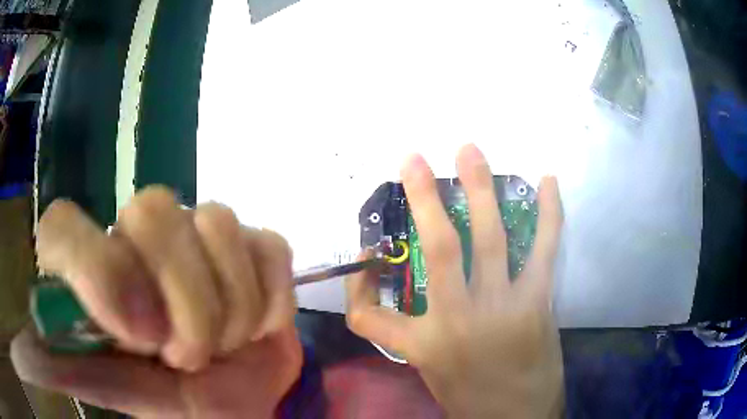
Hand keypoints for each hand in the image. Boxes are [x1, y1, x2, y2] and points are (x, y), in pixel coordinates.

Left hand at [11, 187, 301, 417]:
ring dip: (228, 312)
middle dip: (183, 305)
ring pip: (217, 226)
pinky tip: (255, 328)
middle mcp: (136, 233)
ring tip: (223, 347)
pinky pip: (269, 249)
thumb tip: (29, 353)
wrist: (237, 401)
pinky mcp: (256, 245)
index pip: (63, 225)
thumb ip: (71, 368)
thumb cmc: (175, 404)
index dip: (95, 272)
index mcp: (93, 267)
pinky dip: (268, 302)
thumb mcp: (123, 392)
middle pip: (152, 210)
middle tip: (184, 356)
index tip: (135, 336)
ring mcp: (200, 229)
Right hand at [346, 144, 564, 417]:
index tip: (362, 263)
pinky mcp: (538, 300)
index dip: (356, 290)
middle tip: (414, 158)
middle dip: (423, 198)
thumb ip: (411, 334)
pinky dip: (548, 213)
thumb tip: (401, 297)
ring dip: (479, 189)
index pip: (370, 314)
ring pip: (490, 237)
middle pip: (437, 248)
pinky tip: (547, 181)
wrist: (520, 416)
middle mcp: (461, 318)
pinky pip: (544, 249)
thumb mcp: (429, 371)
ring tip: (469, 151)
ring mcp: (505, 305)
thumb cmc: (471, 397)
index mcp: (425, 344)